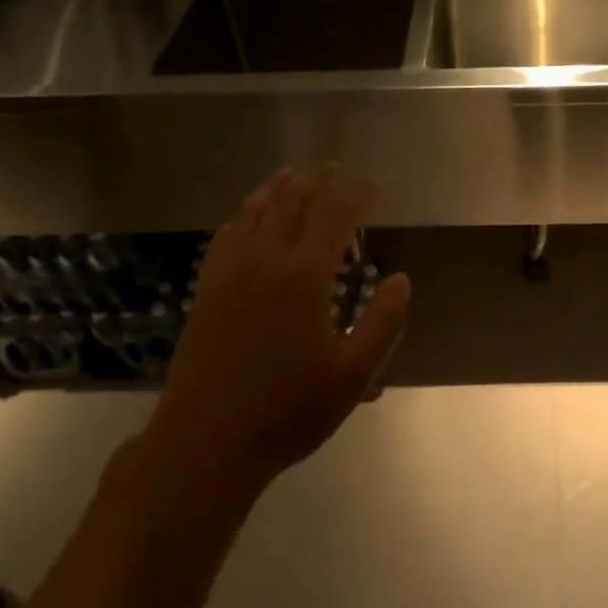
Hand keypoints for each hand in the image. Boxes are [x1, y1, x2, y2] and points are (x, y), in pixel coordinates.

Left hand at [143, 165, 411, 495]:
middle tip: (334, 166)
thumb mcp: (353, 375)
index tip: (371, 182)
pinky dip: (243, 215)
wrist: (207, 440)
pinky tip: (247, 216)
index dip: (355, 195)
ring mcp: (229, 275)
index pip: (334, 219)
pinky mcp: (206, 291)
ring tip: (294, 173)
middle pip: (292, 206)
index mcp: (304, 279)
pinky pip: (226, 237)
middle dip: (317, 182)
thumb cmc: (289, 412)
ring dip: (278, 189)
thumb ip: (382, 323)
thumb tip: (401, 279)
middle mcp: (264, 264)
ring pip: (254, 214)